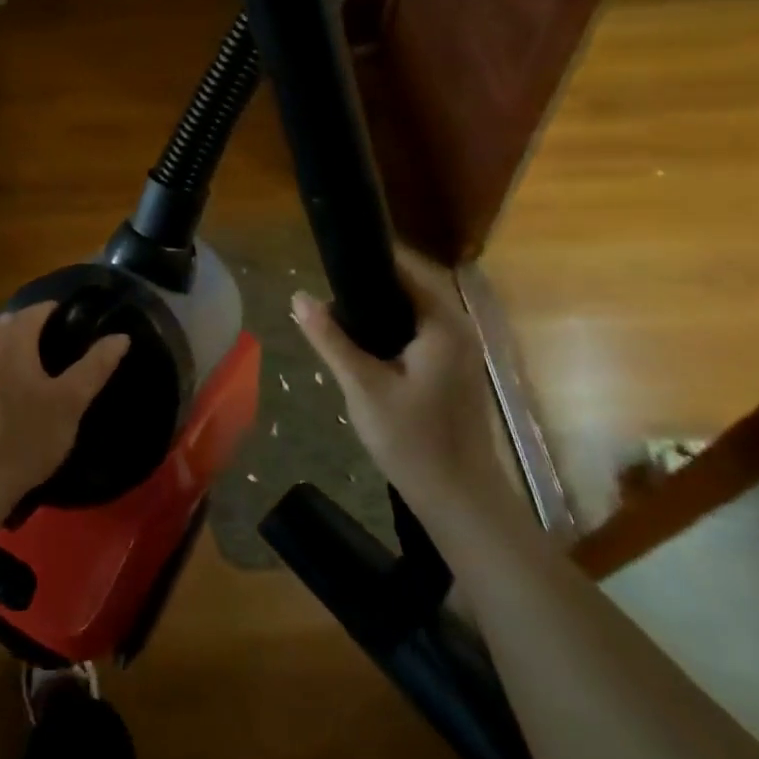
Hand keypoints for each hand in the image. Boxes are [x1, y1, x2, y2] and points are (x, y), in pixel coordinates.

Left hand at [0, 303, 129, 519]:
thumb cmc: (25, 436)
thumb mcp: (70, 401)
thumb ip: (96, 365)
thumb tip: (120, 337)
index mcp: (8, 336)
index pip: (44, 309)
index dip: (70, 318)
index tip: (91, 338)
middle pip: (22, 327)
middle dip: (49, 338)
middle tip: (78, 362)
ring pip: (6, 351)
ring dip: (29, 359)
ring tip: (57, 383)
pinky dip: (12, 377)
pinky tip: (27, 404)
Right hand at [291, 248, 511, 522]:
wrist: (458, 498)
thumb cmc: (412, 440)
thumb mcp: (363, 387)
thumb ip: (330, 339)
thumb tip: (299, 297)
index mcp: (443, 324)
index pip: (405, 270)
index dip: (368, 261)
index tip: (330, 260)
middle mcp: (458, 329)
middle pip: (410, 289)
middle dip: (367, 287)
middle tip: (324, 294)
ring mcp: (460, 351)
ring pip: (413, 313)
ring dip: (378, 311)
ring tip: (334, 316)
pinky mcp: (453, 370)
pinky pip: (418, 334)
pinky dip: (390, 331)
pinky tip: (361, 346)